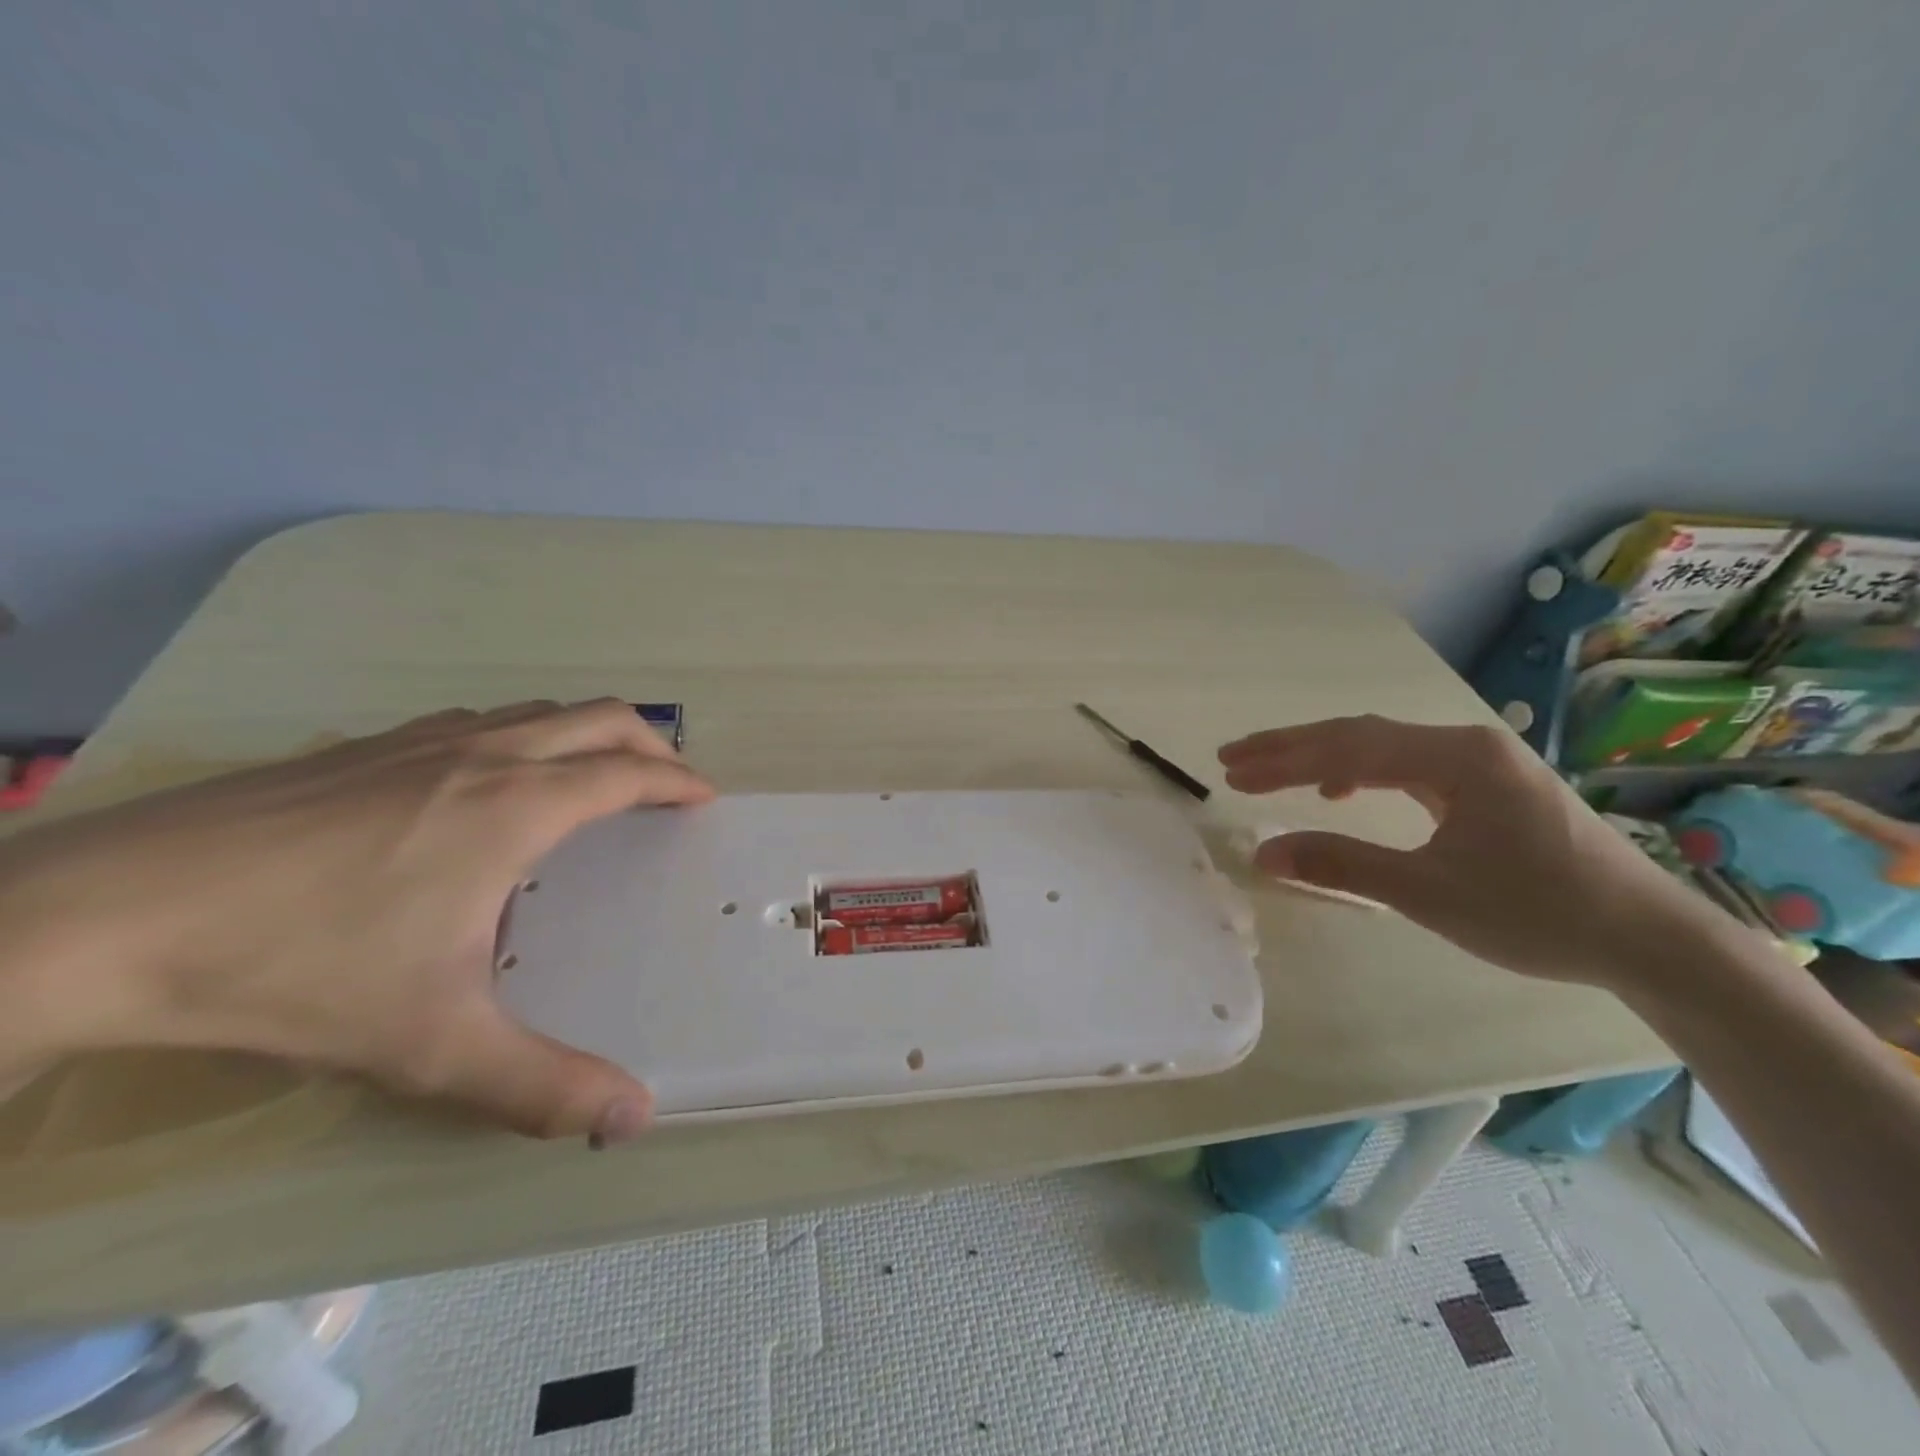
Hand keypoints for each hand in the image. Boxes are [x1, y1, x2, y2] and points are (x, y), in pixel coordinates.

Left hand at [0, 700, 713, 1141]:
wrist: (98, 920)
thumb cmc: (294, 969)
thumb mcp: (430, 1044)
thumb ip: (540, 1084)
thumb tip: (632, 1119)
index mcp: (515, 806)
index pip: (626, 773)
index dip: (677, 782)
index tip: (704, 799)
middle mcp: (481, 756)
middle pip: (598, 718)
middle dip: (649, 744)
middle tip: (667, 783)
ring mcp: (417, 742)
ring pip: (536, 712)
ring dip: (585, 735)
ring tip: (592, 780)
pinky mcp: (360, 746)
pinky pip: (477, 722)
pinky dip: (520, 736)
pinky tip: (485, 785)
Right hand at [1217, 715, 1725, 988]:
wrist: (1649, 940)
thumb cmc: (1538, 913)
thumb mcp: (1429, 893)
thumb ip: (1342, 865)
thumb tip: (1263, 853)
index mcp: (1455, 758)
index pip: (1347, 748)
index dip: (1283, 759)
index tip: (1232, 772)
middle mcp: (1465, 744)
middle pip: (1357, 734)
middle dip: (1291, 748)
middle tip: (1233, 760)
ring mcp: (1479, 761)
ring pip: (1379, 746)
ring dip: (1320, 758)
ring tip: (1270, 773)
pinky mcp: (1486, 783)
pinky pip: (1404, 763)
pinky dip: (1358, 772)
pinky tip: (1341, 791)